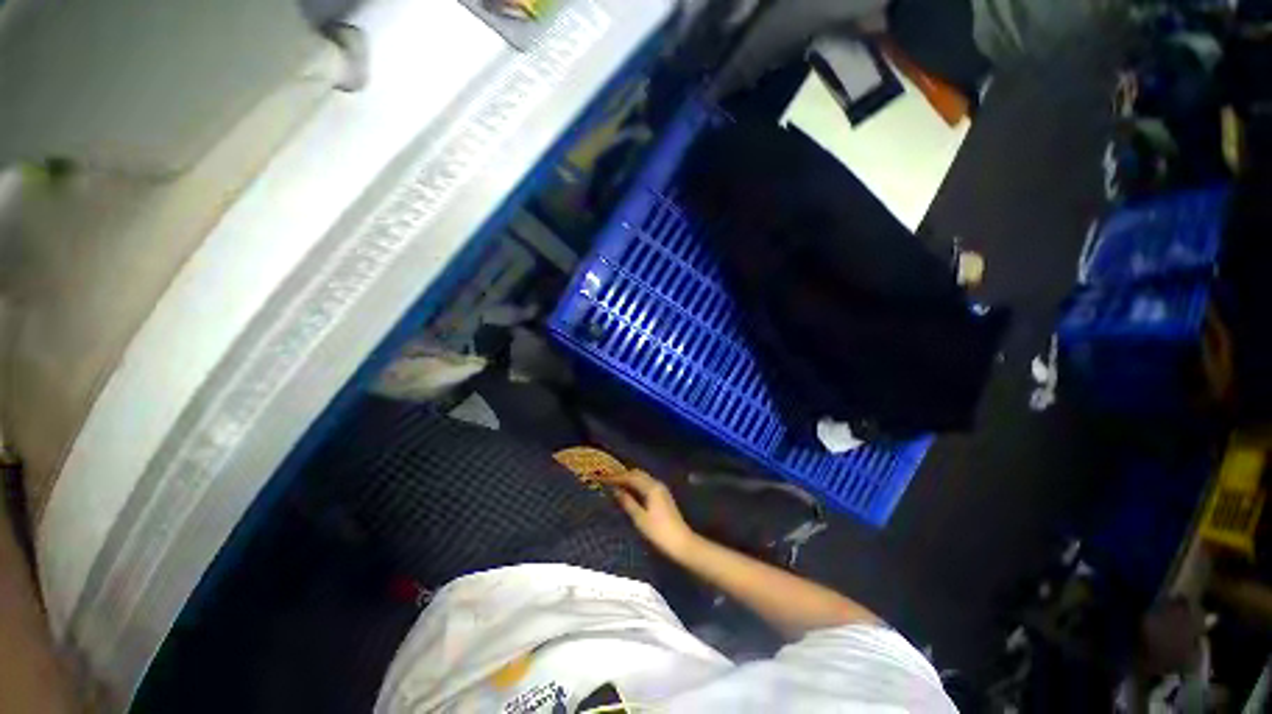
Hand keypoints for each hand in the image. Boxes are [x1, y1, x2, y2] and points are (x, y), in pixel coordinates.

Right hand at [599, 469, 698, 560]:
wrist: (681, 543)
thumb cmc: (659, 532)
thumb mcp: (640, 519)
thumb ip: (627, 502)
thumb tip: (615, 490)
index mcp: (651, 487)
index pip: (631, 477)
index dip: (616, 477)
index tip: (603, 479)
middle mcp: (657, 484)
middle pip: (638, 474)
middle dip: (623, 475)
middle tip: (608, 480)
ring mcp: (661, 489)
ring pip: (643, 478)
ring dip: (630, 479)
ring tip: (616, 485)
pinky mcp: (663, 496)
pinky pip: (646, 484)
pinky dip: (636, 485)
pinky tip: (630, 492)